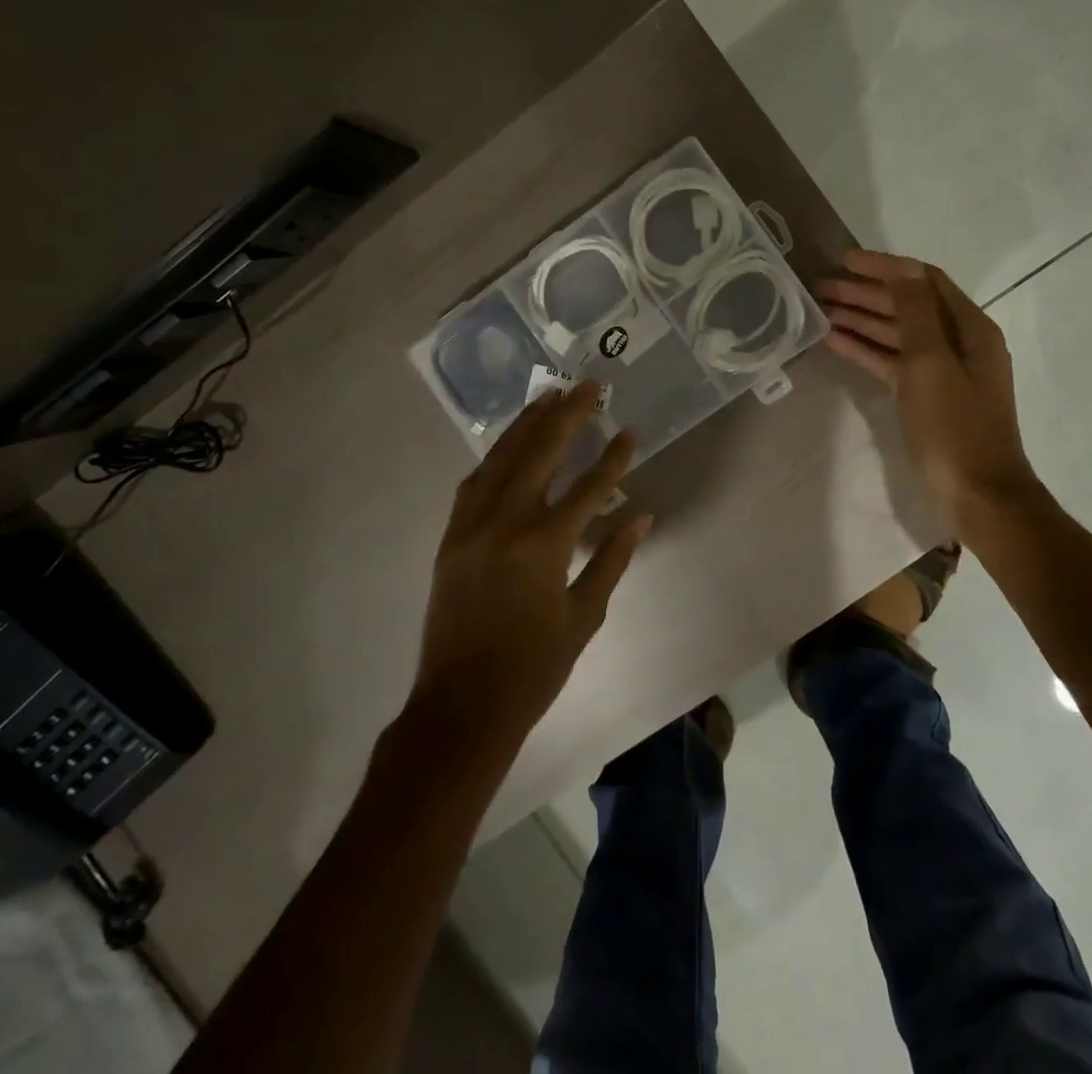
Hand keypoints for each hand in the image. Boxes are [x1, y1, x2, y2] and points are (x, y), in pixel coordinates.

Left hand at [415, 383, 650, 744]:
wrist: (462, 705)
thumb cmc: (533, 667)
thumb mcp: (585, 616)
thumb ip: (612, 559)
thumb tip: (640, 515)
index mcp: (544, 544)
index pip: (589, 487)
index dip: (614, 458)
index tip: (630, 432)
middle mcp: (505, 522)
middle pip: (540, 453)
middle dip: (567, 416)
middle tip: (587, 385)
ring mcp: (471, 525)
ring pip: (501, 458)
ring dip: (526, 424)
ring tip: (549, 396)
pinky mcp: (451, 536)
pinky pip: (474, 482)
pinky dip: (494, 457)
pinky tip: (509, 444)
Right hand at [817, 249, 1040, 518]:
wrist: (977, 494)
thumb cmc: (954, 427)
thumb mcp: (932, 363)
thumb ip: (915, 312)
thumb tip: (903, 267)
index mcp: (969, 328)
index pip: (923, 281)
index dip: (884, 267)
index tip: (844, 260)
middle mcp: (958, 342)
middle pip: (907, 305)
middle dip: (865, 293)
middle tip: (821, 287)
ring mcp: (941, 371)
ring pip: (896, 334)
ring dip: (861, 320)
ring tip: (820, 311)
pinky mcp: (925, 396)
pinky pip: (892, 362)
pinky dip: (865, 349)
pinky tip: (835, 341)